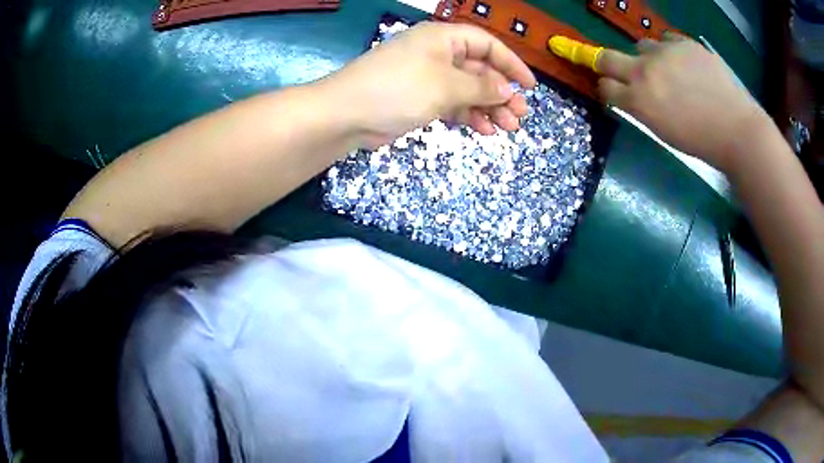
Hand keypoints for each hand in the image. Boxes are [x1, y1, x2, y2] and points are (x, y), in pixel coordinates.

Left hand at [320, 22, 536, 147]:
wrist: (347, 115)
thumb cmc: (399, 89)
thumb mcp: (446, 85)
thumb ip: (481, 88)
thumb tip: (506, 90)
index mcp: (443, 38)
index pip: (487, 45)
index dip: (511, 64)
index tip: (530, 86)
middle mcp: (437, 54)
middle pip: (479, 70)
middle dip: (501, 93)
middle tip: (519, 115)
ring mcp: (427, 77)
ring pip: (467, 90)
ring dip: (488, 108)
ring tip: (507, 128)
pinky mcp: (419, 99)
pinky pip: (451, 103)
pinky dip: (467, 115)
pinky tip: (483, 130)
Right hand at [597, 34, 769, 170]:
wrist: (736, 129)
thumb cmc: (701, 140)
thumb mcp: (664, 131)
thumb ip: (642, 109)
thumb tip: (632, 94)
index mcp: (639, 101)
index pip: (605, 86)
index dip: (608, 88)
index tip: (615, 90)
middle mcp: (644, 71)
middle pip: (608, 58)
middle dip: (607, 64)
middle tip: (618, 69)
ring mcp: (664, 53)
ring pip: (642, 46)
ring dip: (648, 57)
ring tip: (670, 70)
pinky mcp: (683, 43)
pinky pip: (667, 40)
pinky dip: (671, 50)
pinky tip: (686, 64)